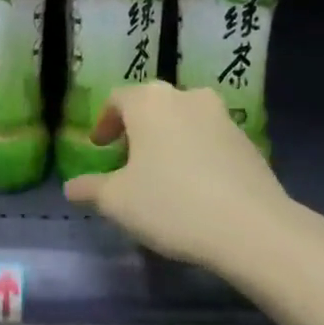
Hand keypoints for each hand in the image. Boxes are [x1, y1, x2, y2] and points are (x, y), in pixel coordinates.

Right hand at [62, 81, 290, 268]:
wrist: (252, 227)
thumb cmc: (171, 204)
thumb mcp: (118, 201)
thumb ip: (91, 189)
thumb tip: (71, 187)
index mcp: (150, 101)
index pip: (117, 99)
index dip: (104, 123)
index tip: (99, 148)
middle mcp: (186, 97)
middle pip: (153, 106)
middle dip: (137, 130)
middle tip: (127, 160)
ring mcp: (222, 116)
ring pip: (184, 120)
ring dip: (168, 140)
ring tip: (162, 174)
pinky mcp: (247, 141)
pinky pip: (210, 139)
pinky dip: (196, 153)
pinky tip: (195, 186)